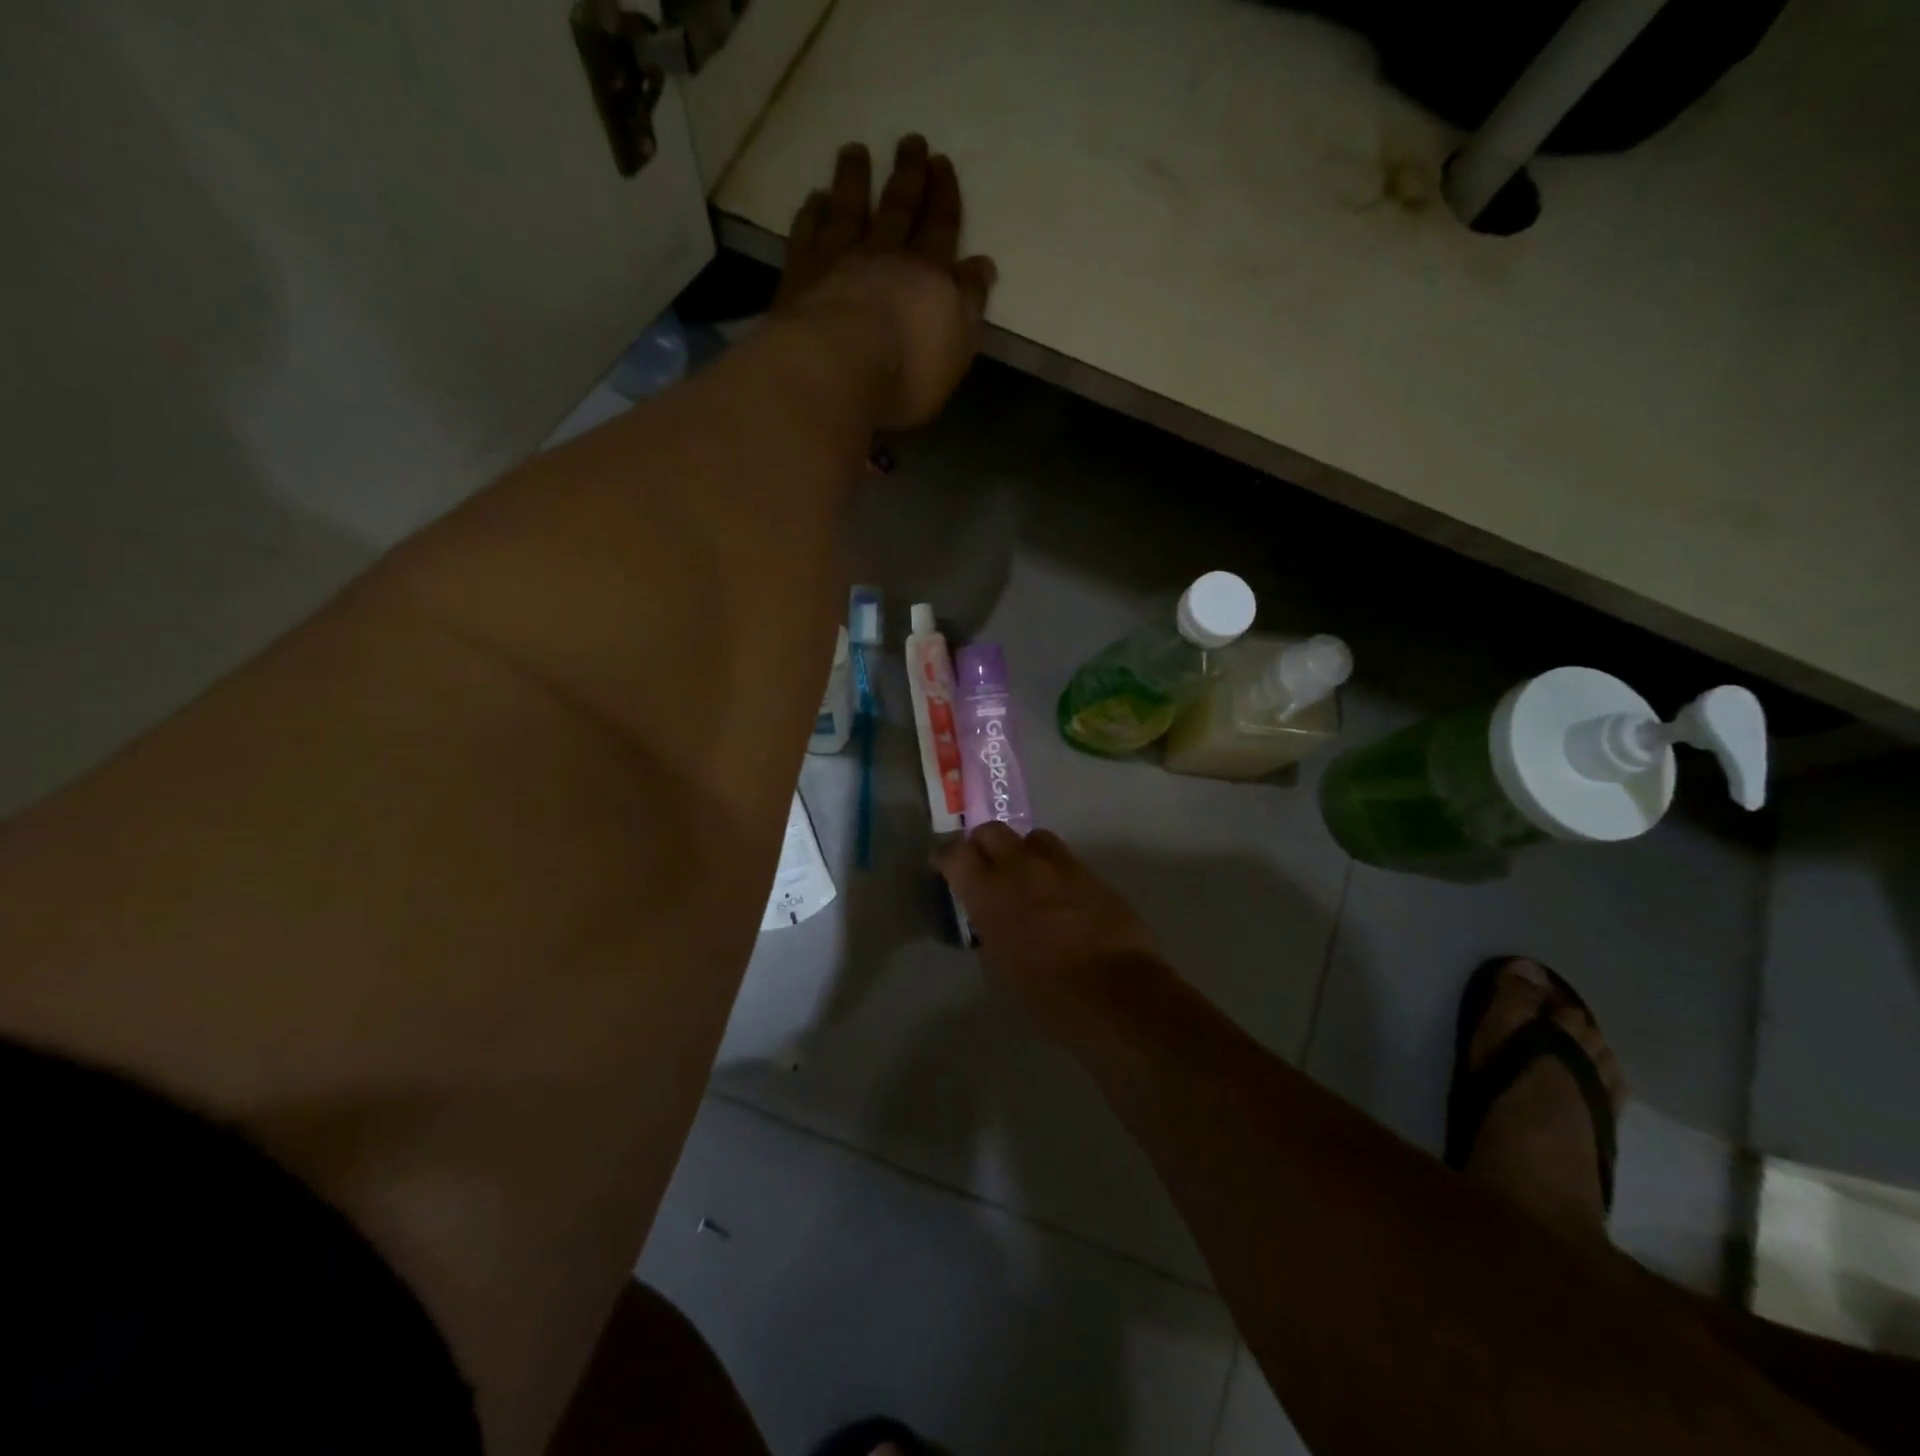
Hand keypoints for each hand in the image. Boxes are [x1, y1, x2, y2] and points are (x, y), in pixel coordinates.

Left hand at [774, 136, 997, 430]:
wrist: (838, 369)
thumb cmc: (907, 371)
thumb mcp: (957, 347)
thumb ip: (970, 304)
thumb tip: (982, 265)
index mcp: (928, 275)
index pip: (941, 226)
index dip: (944, 195)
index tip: (942, 163)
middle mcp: (884, 255)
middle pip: (898, 207)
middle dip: (908, 174)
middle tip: (911, 142)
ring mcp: (838, 259)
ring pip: (849, 209)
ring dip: (854, 179)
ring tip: (856, 152)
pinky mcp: (800, 273)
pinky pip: (807, 233)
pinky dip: (811, 213)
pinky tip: (814, 199)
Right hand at [936, 824, 1167, 1038]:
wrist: (1118, 994)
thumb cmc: (1049, 996)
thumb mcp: (1001, 966)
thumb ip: (991, 927)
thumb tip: (992, 916)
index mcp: (990, 893)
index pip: (956, 854)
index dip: (946, 858)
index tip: (944, 867)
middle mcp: (1022, 868)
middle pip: (992, 831)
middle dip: (982, 845)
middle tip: (984, 866)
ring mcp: (1061, 866)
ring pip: (1032, 837)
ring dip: (1022, 851)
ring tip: (1025, 875)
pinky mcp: (1092, 874)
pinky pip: (1064, 858)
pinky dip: (1053, 868)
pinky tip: (1058, 894)